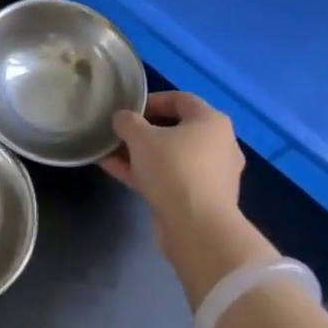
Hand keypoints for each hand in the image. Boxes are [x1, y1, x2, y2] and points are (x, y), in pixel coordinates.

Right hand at [104, 92, 244, 233]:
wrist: (197, 228)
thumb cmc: (173, 169)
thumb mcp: (141, 138)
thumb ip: (128, 121)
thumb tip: (122, 118)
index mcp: (212, 122)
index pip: (181, 99)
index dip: (152, 100)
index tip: (128, 108)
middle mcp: (218, 145)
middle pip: (176, 130)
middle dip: (143, 131)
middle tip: (119, 132)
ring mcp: (211, 175)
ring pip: (170, 157)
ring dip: (140, 154)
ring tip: (109, 152)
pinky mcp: (200, 200)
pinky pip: (169, 178)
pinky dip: (146, 173)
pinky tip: (115, 171)